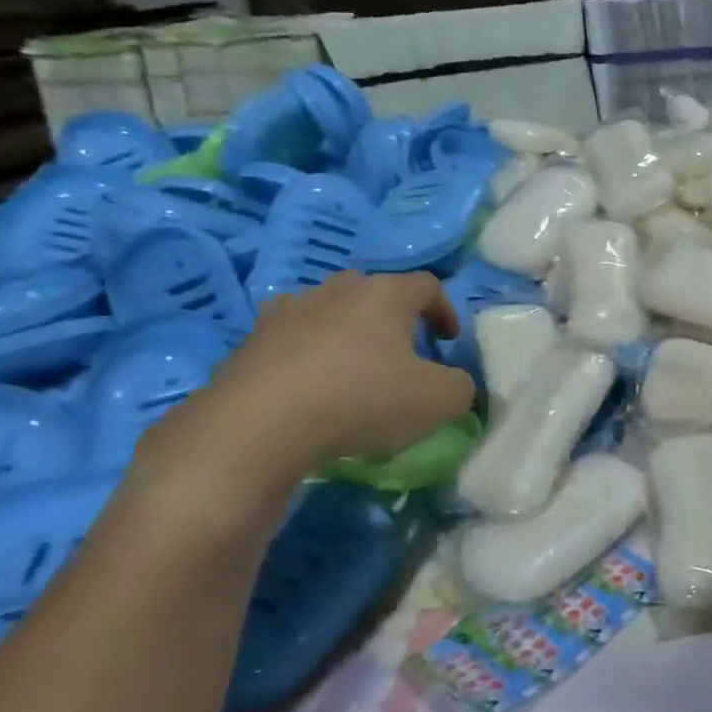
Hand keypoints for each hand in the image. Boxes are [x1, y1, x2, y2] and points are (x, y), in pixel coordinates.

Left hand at [142, 272, 476, 519]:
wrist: (260, 426)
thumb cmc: (363, 399)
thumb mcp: (437, 400)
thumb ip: (460, 387)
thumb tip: (455, 384)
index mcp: (386, 294)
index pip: (426, 285)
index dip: (445, 310)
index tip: (448, 341)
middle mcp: (337, 290)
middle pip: (374, 291)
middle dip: (392, 318)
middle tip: (401, 352)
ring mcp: (289, 312)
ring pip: (328, 311)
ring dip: (345, 333)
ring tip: (351, 368)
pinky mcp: (251, 342)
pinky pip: (290, 341)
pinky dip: (305, 356)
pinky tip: (308, 387)